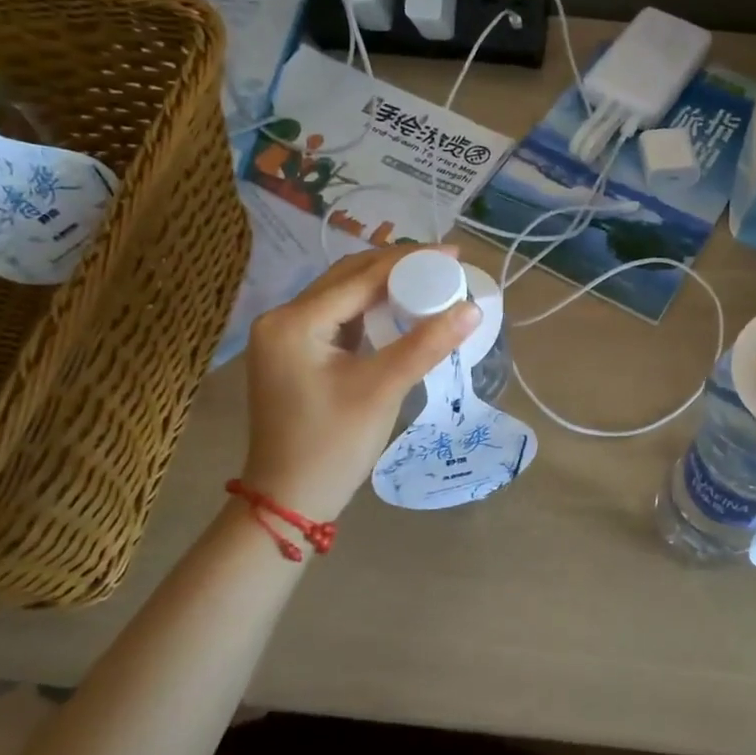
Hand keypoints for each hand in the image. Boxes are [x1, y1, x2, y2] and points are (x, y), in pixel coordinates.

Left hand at [240, 246, 480, 524]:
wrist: (289, 500)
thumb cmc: (333, 445)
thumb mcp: (382, 389)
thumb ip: (426, 344)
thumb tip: (472, 308)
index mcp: (294, 322)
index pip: (361, 277)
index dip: (410, 261)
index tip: (454, 254)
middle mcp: (282, 318)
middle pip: (348, 277)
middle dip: (397, 267)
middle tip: (445, 265)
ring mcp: (285, 336)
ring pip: (343, 295)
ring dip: (384, 285)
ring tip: (430, 279)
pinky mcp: (295, 353)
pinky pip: (338, 317)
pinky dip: (370, 309)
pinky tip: (400, 308)